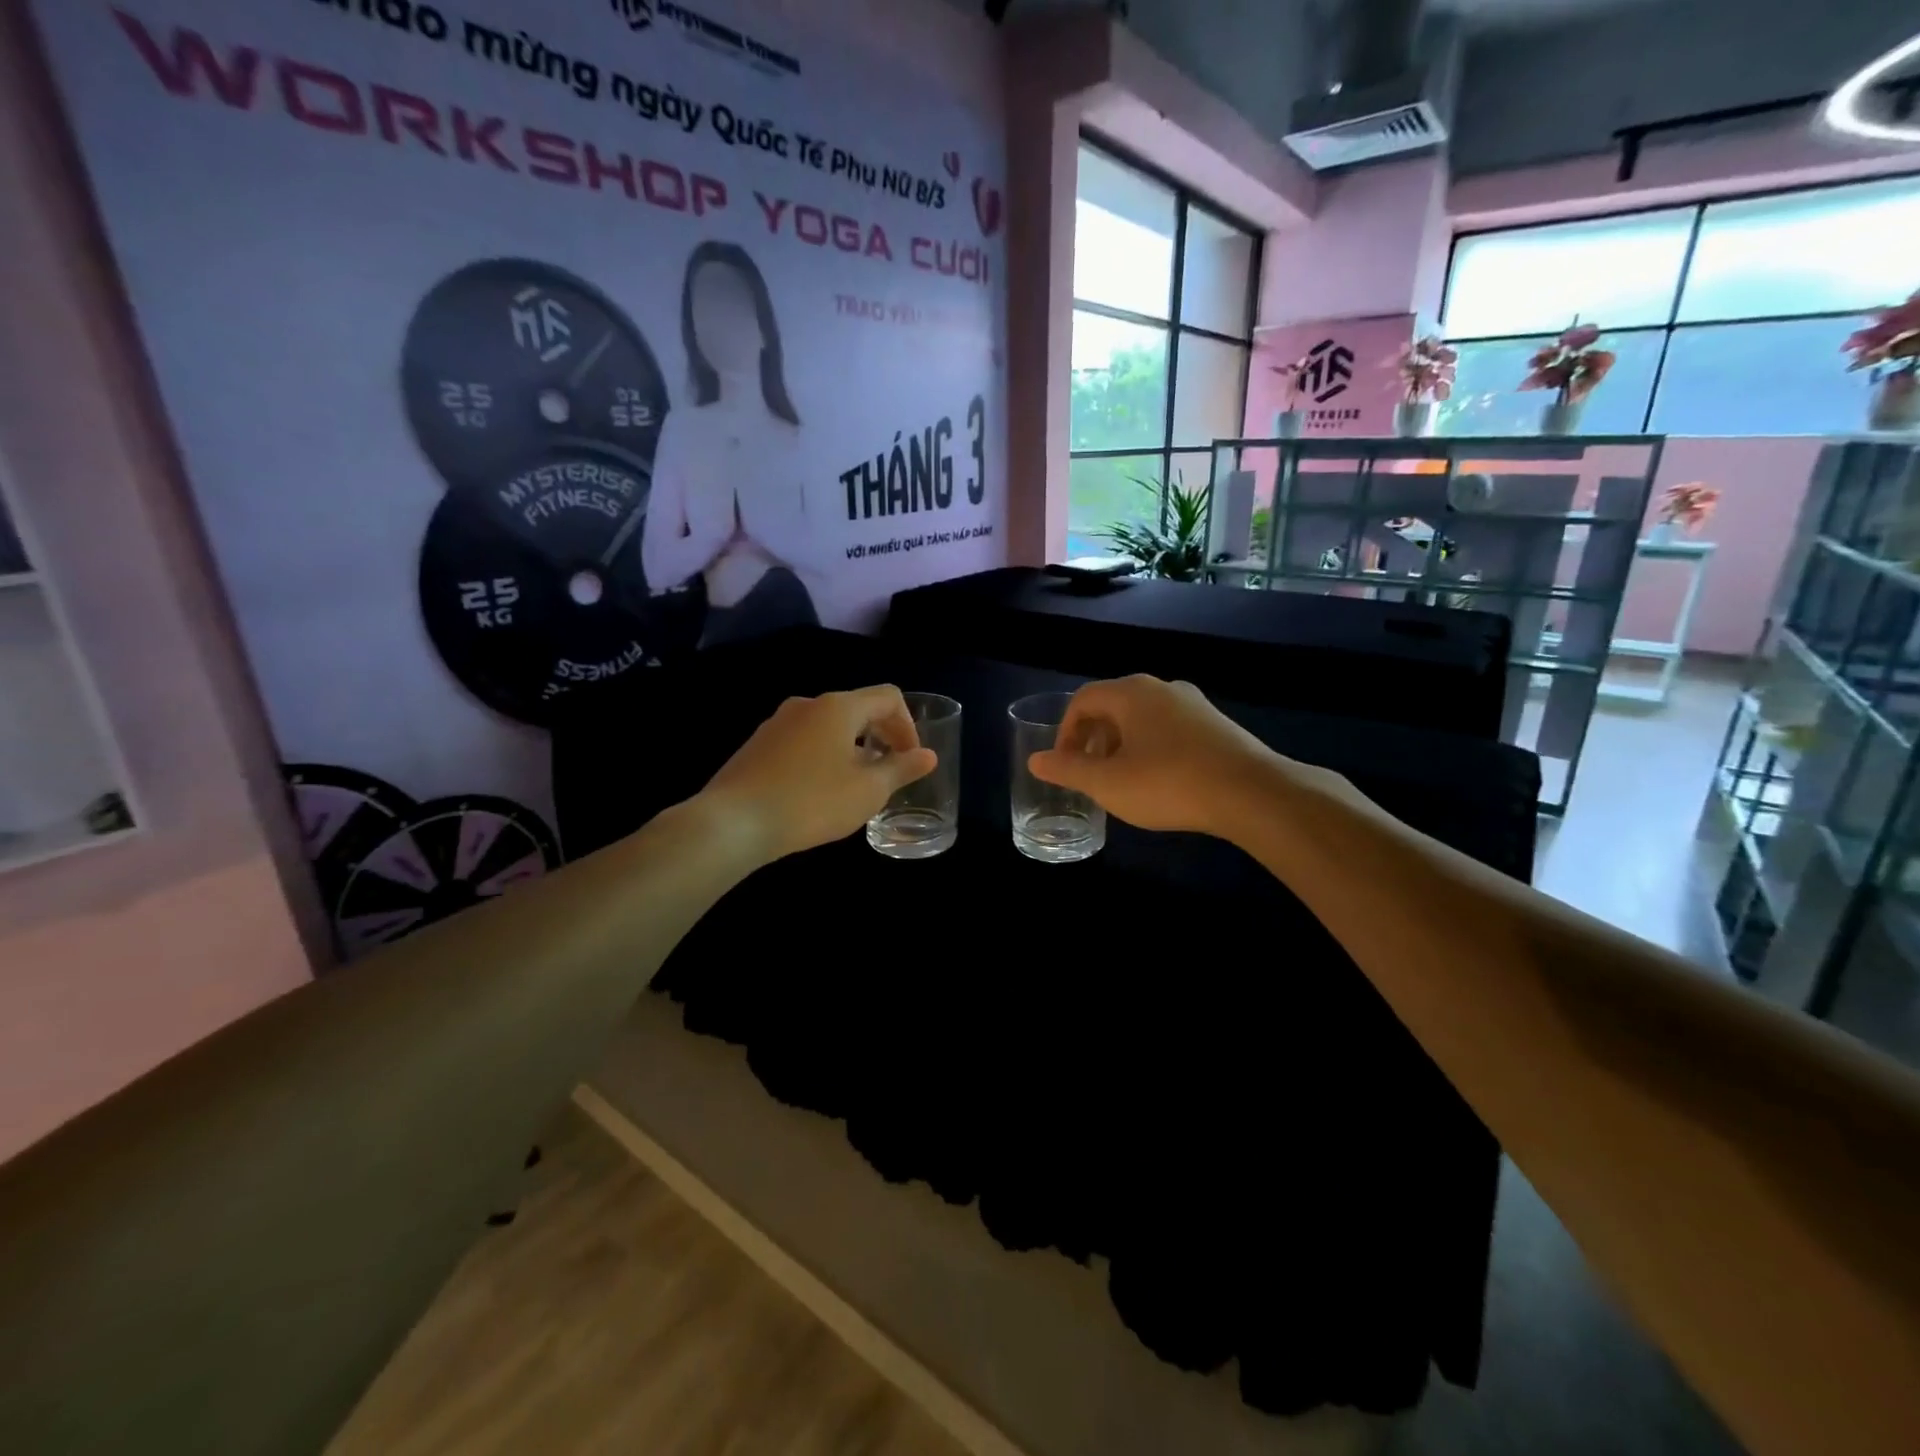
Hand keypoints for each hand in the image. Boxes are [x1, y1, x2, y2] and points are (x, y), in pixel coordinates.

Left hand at [702, 686, 937, 861]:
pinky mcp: (758, 744)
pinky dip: (824, 755)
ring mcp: (778, 722)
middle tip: (890, 771)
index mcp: (839, 707)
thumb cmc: (811, 802)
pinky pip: (804, 740)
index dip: (908, 725)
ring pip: (829, 725)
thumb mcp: (868, 791)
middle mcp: (808, 704)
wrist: (733, 822)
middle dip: (881, 735)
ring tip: (856, 784)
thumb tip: (928, 756)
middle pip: (858, 708)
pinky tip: (818, 790)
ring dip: (852, 747)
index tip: (910, 759)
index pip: (888, 698)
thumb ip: (901, 769)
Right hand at [1026, 675, 1277, 835]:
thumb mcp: (1108, 783)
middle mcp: (1161, 687)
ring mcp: (1193, 703)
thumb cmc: (1168, 783)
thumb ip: (1068, 770)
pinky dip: (1150, 747)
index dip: (1065, 731)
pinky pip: (1169, 728)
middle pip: (1113, 705)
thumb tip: (1035, 760)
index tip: (1064, 764)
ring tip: (1120, 779)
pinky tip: (1159, 780)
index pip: (1083, 699)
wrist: (1251, 793)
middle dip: (1093, 738)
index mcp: (1131, 692)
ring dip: (1121, 744)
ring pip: (1142, 718)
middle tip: (1088, 773)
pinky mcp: (1216, 724)